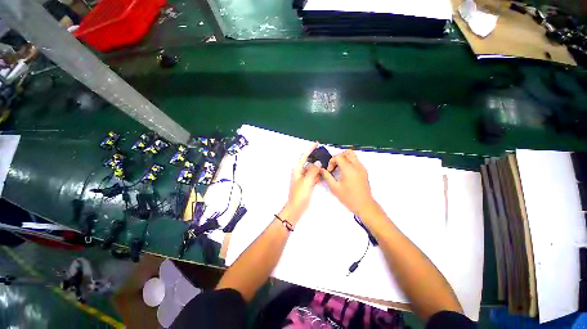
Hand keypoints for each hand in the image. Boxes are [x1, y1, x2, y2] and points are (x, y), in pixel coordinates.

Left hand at [281, 143, 320, 223]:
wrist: (297, 207)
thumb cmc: (300, 194)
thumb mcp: (307, 181)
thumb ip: (313, 170)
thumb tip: (318, 163)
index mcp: (297, 169)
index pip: (304, 156)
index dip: (310, 149)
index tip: (316, 143)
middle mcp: (300, 172)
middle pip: (309, 162)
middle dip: (316, 158)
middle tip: (326, 155)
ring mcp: (304, 178)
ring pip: (312, 169)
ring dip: (319, 167)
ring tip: (327, 163)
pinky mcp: (308, 183)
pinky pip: (314, 176)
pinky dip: (319, 174)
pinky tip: (325, 173)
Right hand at [321, 150, 379, 216]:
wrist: (364, 205)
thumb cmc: (348, 197)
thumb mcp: (335, 188)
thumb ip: (327, 177)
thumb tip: (321, 170)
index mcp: (349, 169)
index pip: (339, 157)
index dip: (331, 162)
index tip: (329, 171)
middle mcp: (357, 166)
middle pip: (347, 152)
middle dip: (339, 156)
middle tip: (334, 165)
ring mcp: (362, 168)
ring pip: (353, 156)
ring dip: (344, 159)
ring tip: (339, 169)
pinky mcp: (364, 172)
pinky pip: (356, 162)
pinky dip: (349, 163)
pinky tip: (345, 173)